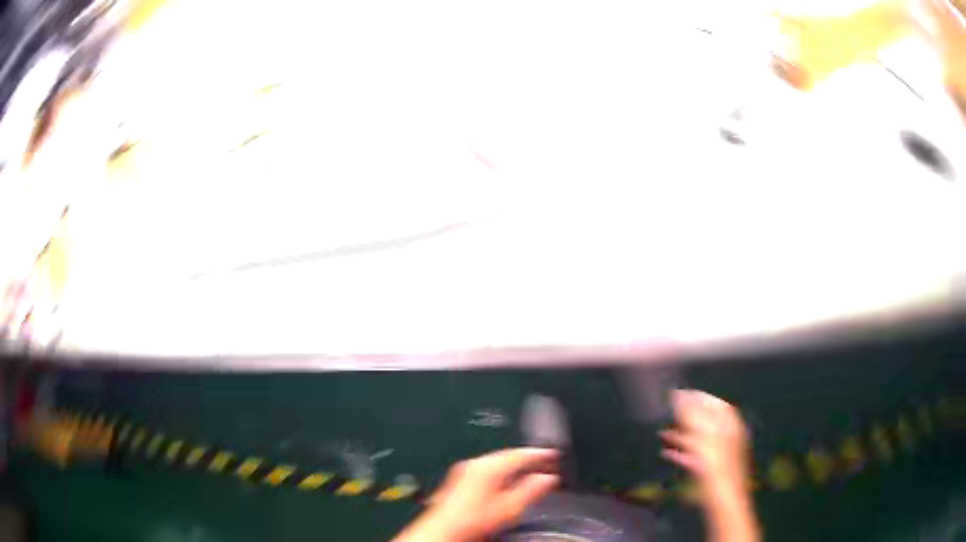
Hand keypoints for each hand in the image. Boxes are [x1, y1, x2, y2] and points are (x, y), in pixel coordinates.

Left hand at [394, 448, 558, 541]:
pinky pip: (487, 471)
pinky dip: (502, 474)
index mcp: (488, 466)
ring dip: (515, 468)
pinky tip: (508, 484)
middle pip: (508, 457)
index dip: (540, 454)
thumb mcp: (510, 507)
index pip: (521, 453)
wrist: (444, 530)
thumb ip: (532, 490)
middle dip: (528, 460)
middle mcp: (475, 464)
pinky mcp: (460, 481)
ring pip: (497, 464)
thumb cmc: (471, 520)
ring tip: (531, 474)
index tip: (554, 455)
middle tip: (546, 463)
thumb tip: (548, 479)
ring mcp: (465, 472)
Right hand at [660, 390, 749, 498]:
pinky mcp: (711, 468)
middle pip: (704, 419)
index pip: (711, 401)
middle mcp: (725, 433)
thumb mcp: (702, 434)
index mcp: (728, 422)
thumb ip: (690, 413)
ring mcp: (719, 451)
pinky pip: (694, 454)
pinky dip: (680, 452)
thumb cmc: (715, 464)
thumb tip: (678, 393)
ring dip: (680, 434)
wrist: (722, 498)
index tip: (676, 394)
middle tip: (667, 414)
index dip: (695, 396)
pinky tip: (667, 454)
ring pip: (698, 437)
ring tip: (662, 433)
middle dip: (685, 416)